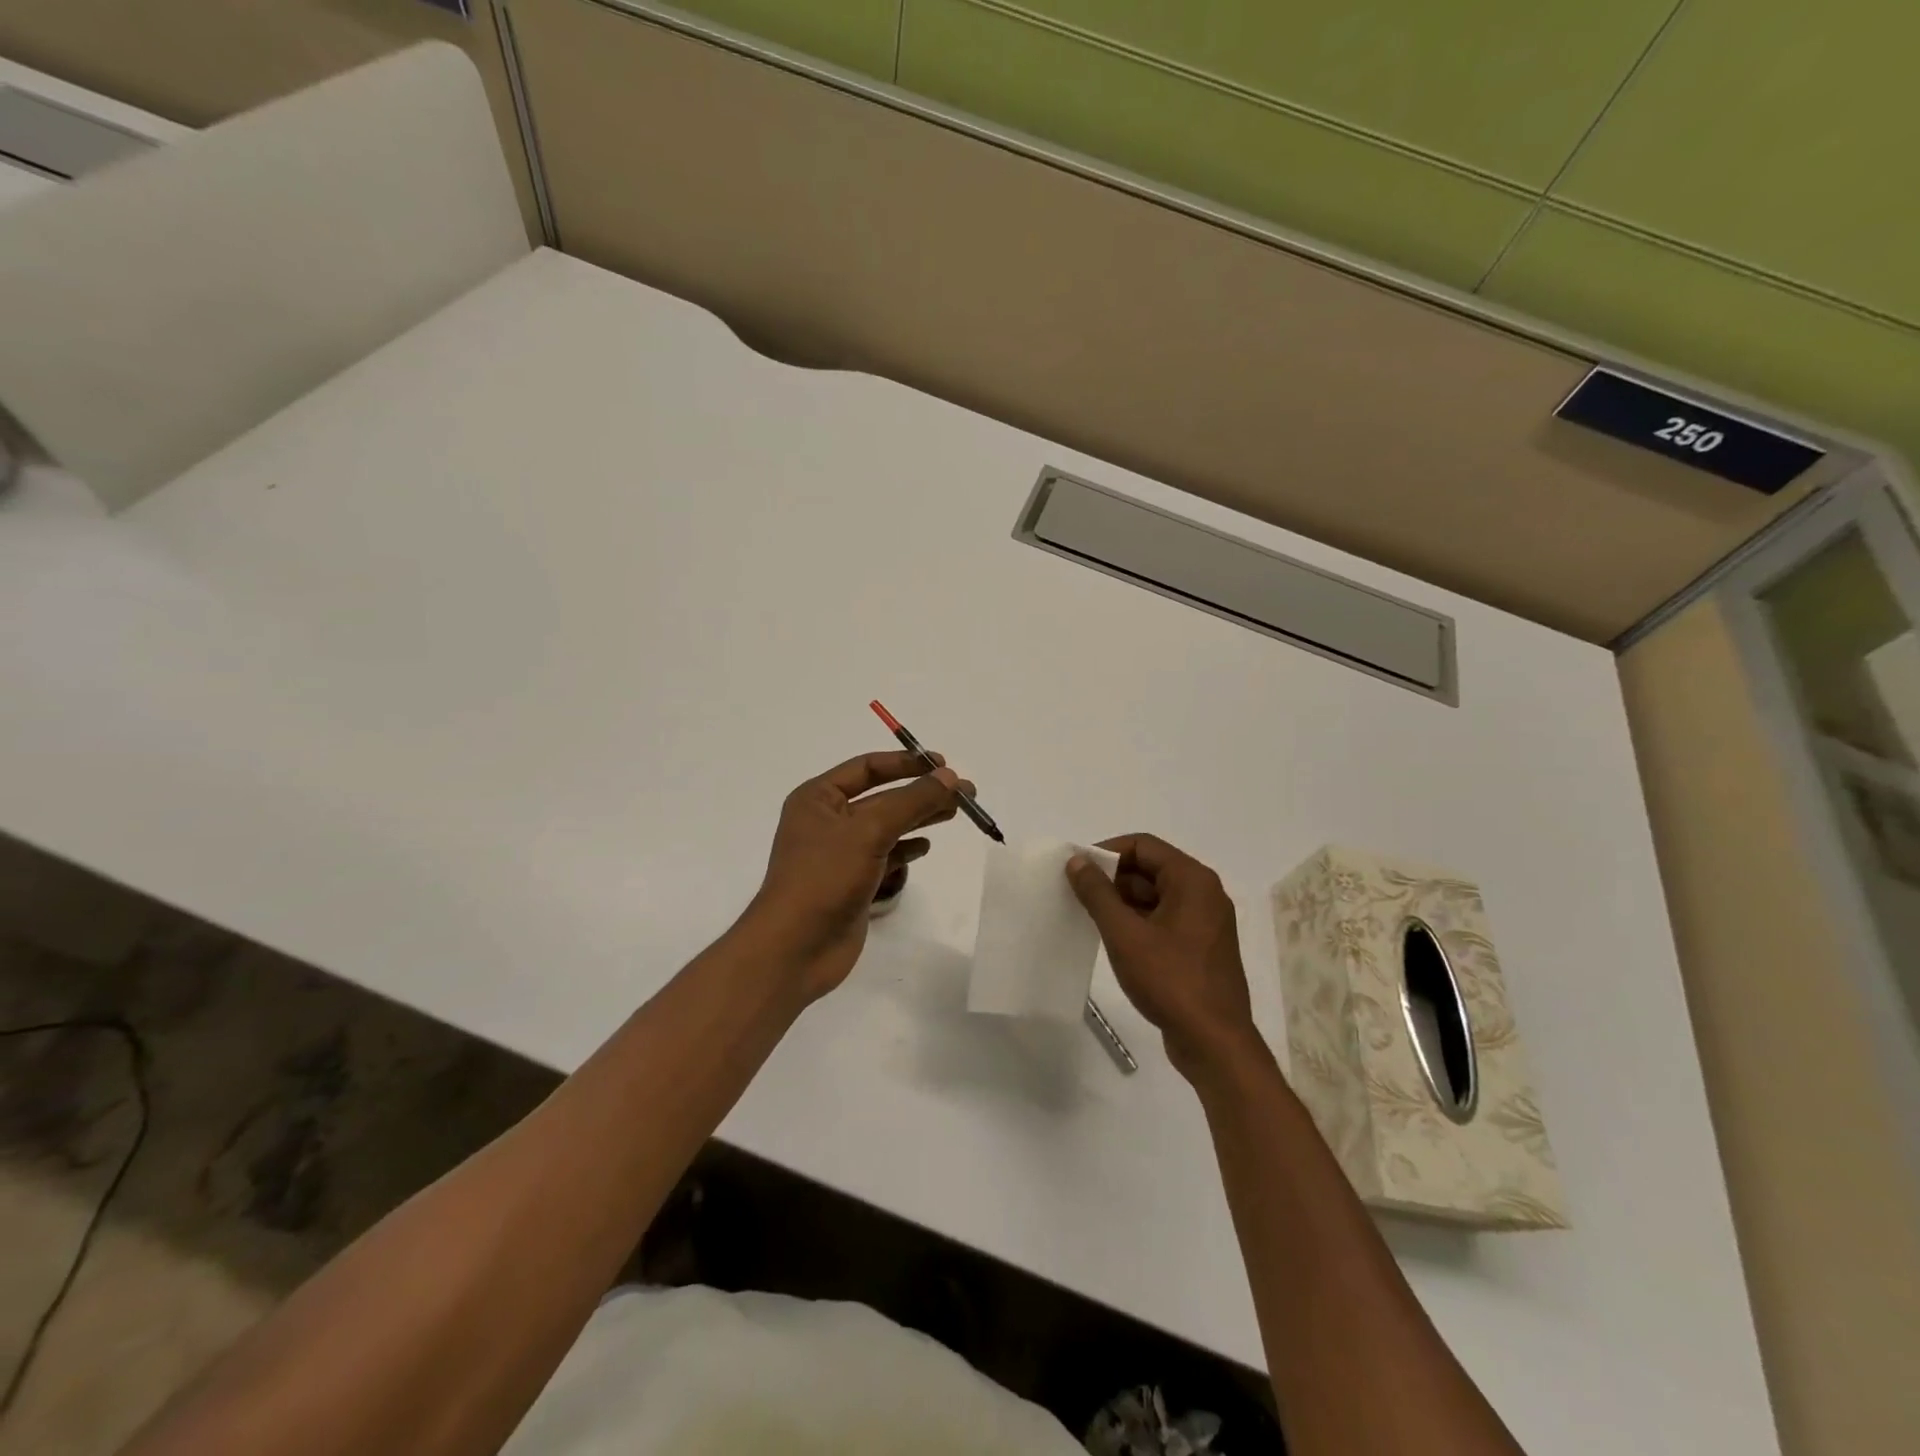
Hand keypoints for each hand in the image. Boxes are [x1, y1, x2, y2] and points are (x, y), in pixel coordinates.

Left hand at [745, 751, 969, 1001]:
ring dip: (919, 818)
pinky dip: (906, 848)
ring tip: (955, 813)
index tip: (944, 765)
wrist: (795, 948)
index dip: (906, 763)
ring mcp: (840, 853)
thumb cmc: (825, 877)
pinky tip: (926, 847)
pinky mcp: (852, 881)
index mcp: (818, 798)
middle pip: (882, 796)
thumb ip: (912, 801)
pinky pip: (885, 855)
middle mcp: (827, 820)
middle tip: (964, 793)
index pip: (868, 768)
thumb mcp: (870, 831)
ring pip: (887, 826)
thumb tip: (951, 777)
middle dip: (921, 792)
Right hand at [1066, 834, 1262, 1080]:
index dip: (1107, 851)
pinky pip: (1165, 919)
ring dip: (1123, 901)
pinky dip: (1139, 921)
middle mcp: (1204, 893)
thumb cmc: (1170, 980)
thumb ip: (1098, 894)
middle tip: (1077, 893)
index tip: (1077, 868)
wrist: (1214, 1042)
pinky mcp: (1201, 947)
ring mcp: (1205, 922)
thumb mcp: (1125, 934)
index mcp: (1192, 880)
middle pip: (1151, 868)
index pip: (1143, 845)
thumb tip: (1077, 861)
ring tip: (1089, 916)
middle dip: (1113, 878)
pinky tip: (1114, 938)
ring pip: (1156, 896)